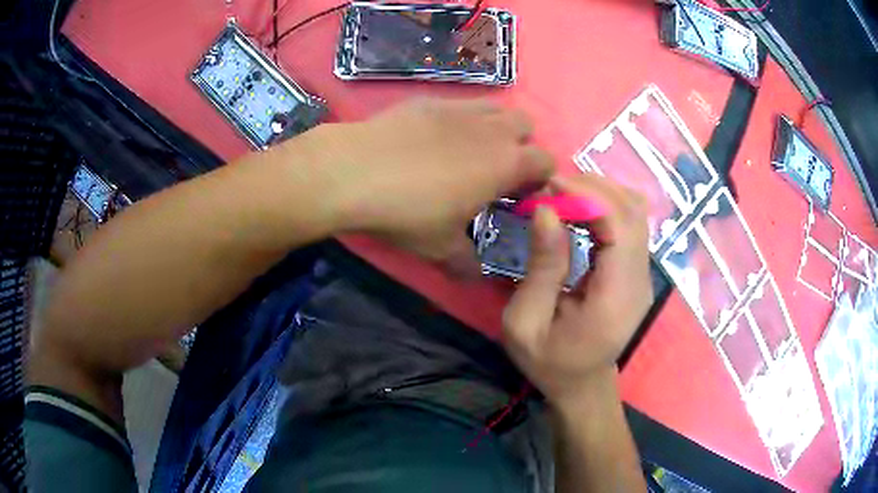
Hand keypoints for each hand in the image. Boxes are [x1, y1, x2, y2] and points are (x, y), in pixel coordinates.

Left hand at [305, 98, 554, 264]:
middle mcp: (491, 129)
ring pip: (495, 108)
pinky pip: (459, 104)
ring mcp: (459, 108)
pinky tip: (432, 139)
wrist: (354, 172)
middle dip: (521, 145)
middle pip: (526, 125)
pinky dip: (459, 119)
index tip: (518, 197)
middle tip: (496, 171)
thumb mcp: (440, 248)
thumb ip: (466, 263)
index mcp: (506, 163)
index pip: (546, 162)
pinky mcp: (428, 100)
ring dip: (494, 127)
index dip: (540, 179)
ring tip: (469, 150)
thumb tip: (475, 276)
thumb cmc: (408, 212)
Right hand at [502, 174, 651, 407]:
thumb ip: (541, 267)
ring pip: (636, 212)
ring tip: (563, 195)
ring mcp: (644, 274)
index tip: (550, 186)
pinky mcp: (638, 271)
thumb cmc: (549, 362)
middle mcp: (640, 280)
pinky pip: (630, 224)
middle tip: (551, 187)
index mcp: (616, 297)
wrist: (582, 386)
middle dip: (593, 187)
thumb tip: (545, 210)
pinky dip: (605, 207)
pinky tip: (578, 210)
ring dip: (600, 193)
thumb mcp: (526, 323)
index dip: (589, 195)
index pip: (621, 226)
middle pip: (633, 211)